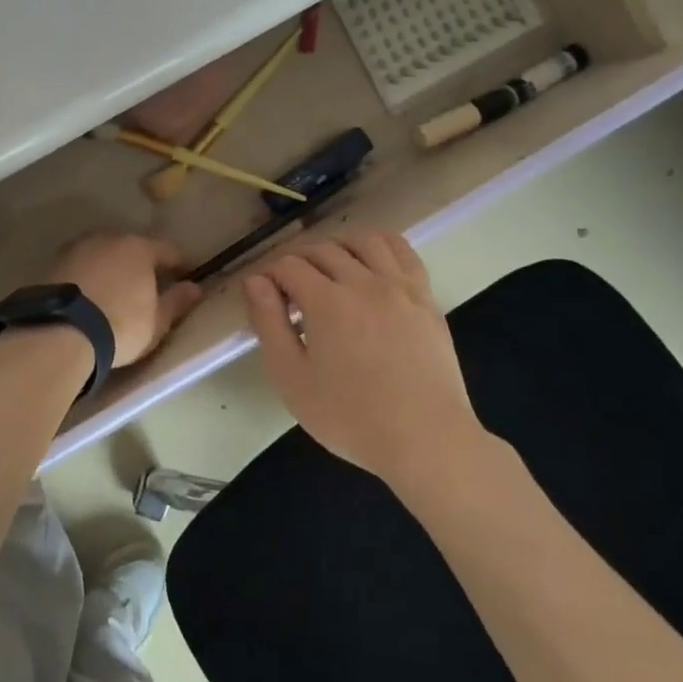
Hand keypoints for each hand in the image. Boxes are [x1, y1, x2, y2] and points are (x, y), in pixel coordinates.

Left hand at [51, 233, 205, 367]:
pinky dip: (89, 275)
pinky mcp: (53, 263)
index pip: (167, 250)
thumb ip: (177, 302)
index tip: (186, 274)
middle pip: (132, 247)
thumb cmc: (120, 326)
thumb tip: (195, 288)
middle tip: (147, 284)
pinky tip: (89, 293)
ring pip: (103, 253)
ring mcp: (78, 248)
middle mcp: (108, 239)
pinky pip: (81, 265)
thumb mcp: (157, 321)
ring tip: (115, 289)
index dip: (180, 263)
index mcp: (139, 248)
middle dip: (141, 262)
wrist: (61, 332)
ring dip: (111, 266)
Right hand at [242, 231, 481, 485]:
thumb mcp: (292, 378)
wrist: (426, 440)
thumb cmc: (351, 417)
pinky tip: (369, 260)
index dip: (268, 275)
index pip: (288, 266)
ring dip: (337, 244)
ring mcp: (400, 287)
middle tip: (287, 286)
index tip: (262, 294)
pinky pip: (402, 252)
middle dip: (296, 260)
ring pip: (364, 241)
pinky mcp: (426, 298)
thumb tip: (255, 282)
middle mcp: (364, 282)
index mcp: (327, 302)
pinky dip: (379, 245)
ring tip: (326, 266)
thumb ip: (269, 324)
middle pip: (323, 249)